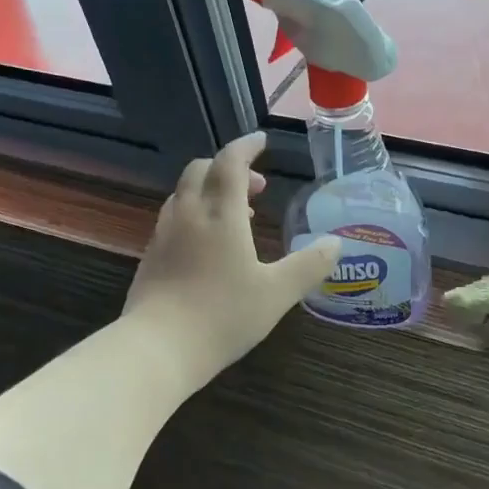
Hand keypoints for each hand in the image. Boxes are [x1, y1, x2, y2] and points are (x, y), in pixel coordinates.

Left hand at [124, 133, 342, 386]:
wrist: (158, 347)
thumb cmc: (223, 315)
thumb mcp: (277, 293)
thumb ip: (309, 265)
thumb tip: (337, 243)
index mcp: (221, 214)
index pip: (230, 162)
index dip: (247, 146)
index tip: (262, 141)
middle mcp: (188, 214)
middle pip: (202, 170)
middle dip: (229, 167)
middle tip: (256, 186)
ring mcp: (164, 235)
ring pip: (184, 193)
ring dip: (211, 190)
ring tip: (237, 215)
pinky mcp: (151, 256)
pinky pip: (174, 217)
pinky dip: (195, 213)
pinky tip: (208, 245)